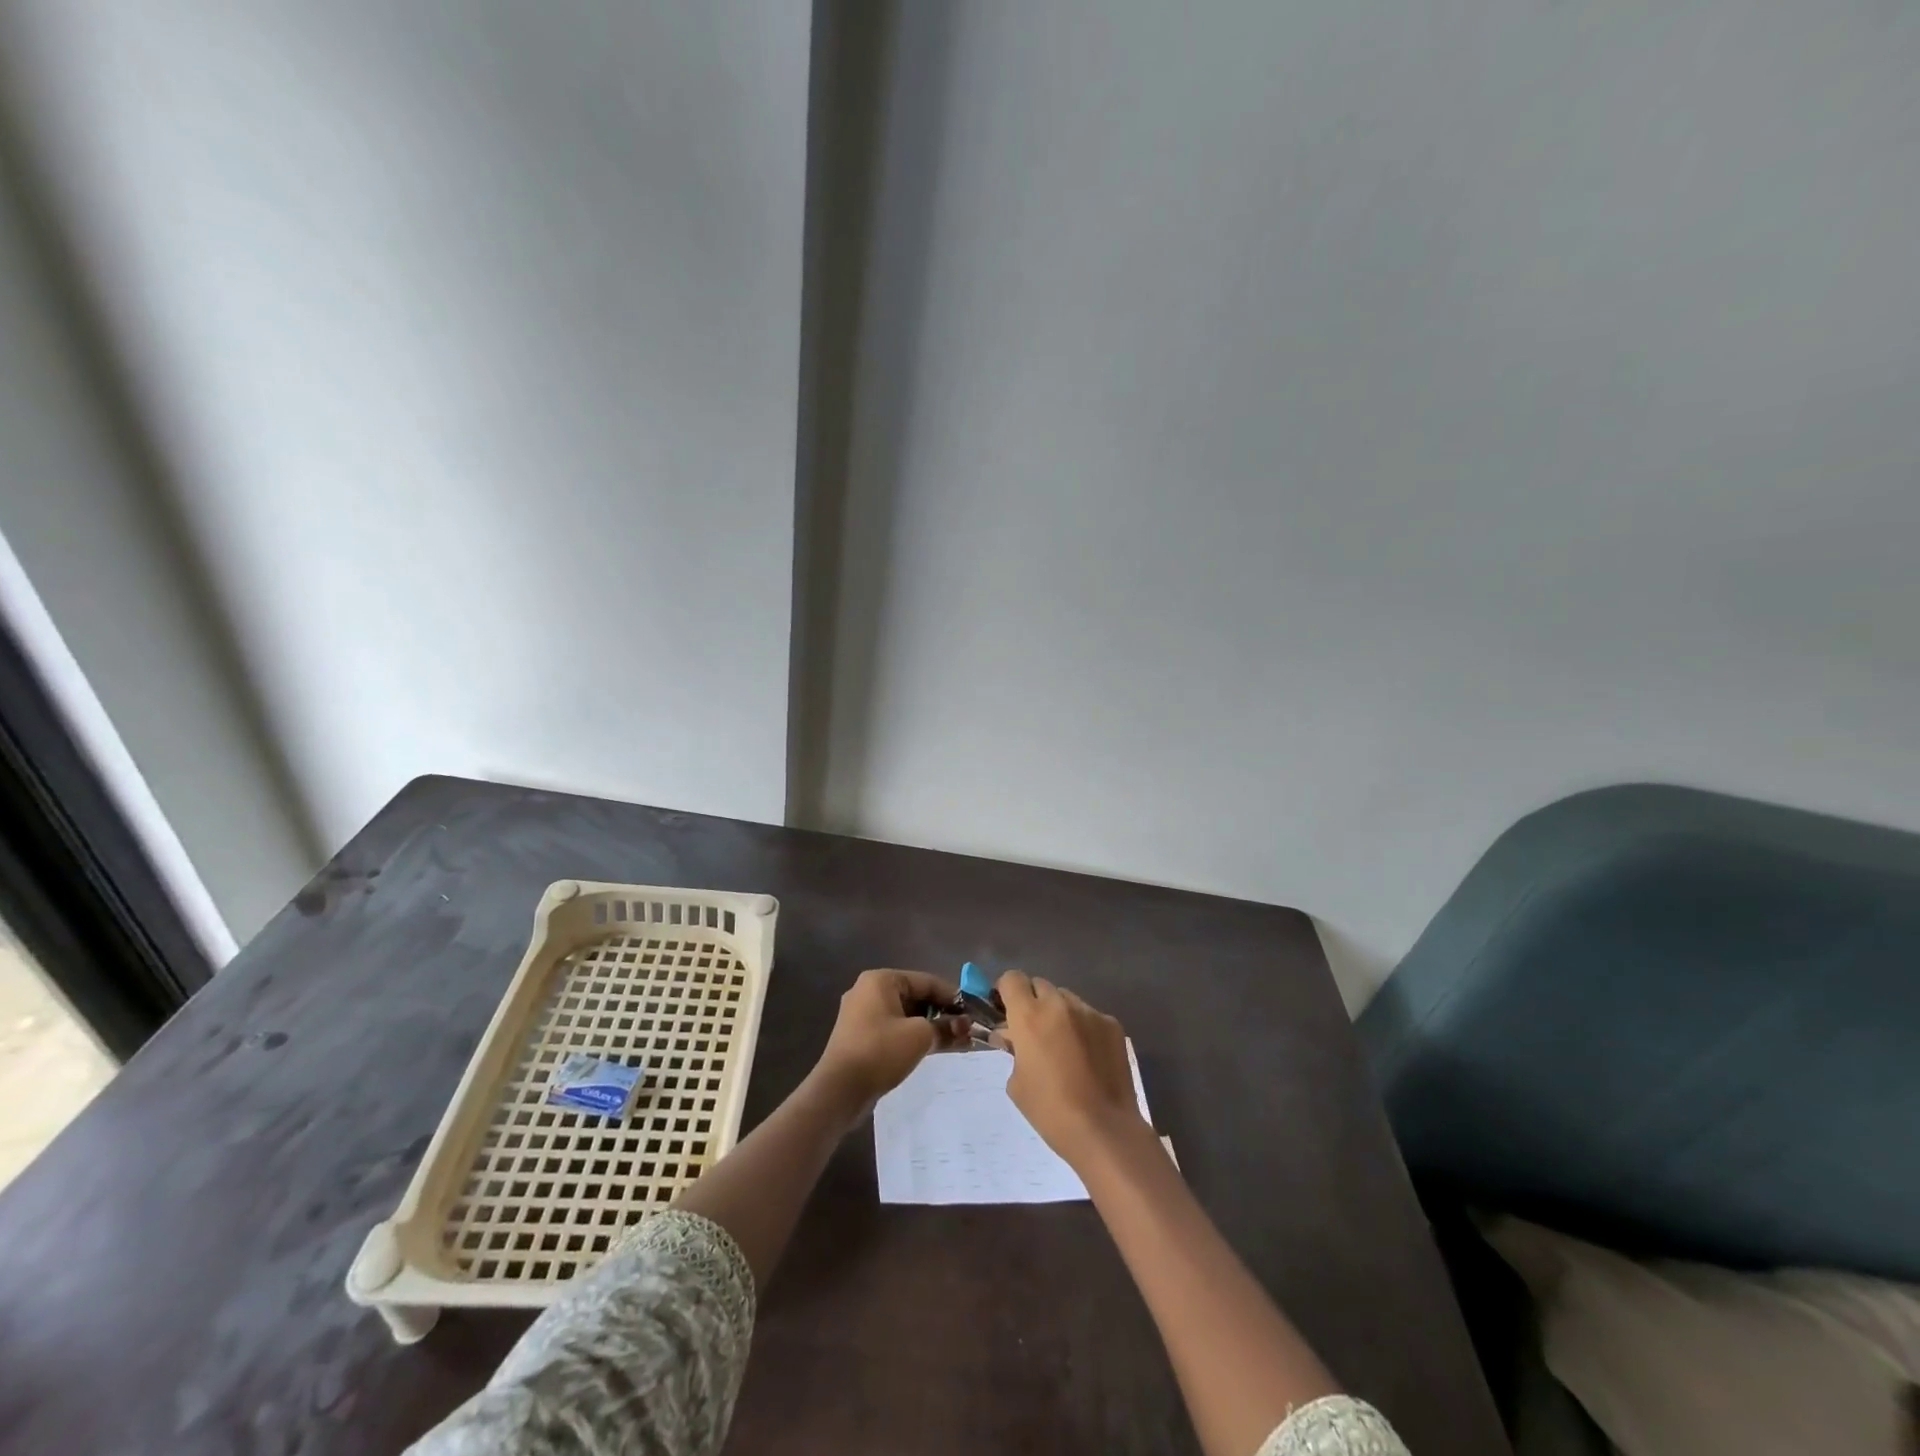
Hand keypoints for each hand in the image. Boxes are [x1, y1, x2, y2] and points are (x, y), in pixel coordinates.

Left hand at [812, 968, 963, 1119]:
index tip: (973, 1013)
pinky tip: (933, 1050)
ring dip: (930, 1027)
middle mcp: (868, 991)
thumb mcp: (920, 1036)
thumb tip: (966, 1027)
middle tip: (966, 1030)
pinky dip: (913, 1037)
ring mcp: (861, 1015)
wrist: (839, 1091)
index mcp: (880, 980)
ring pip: (905, 1015)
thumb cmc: (881, 1051)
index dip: (952, 996)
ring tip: (956, 1043)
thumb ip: (946, 1027)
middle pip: (915, 997)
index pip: (925, 981)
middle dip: (942, 1014)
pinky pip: (894, 1029)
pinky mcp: (859, 1037)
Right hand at [997, 970, 1150, 1167]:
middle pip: (1039, 985)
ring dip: (1059, 1013)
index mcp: (1029, 1016)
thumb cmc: (1050, 1110)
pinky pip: (1090, 1015)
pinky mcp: (1112, 1025)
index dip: (1006, 991)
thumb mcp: (1017, 1082)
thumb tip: (1012, 1037)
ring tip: (1064, 1045)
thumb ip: (1013, 1050)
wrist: (1104, 1129)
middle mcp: (1059, 1004)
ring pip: (1066, 999)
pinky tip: (1089, 1056)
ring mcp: (1089, 1012)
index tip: (1006, 1009)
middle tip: (1034, 1031)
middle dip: (1033, 1002)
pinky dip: (1084, 1028)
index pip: (1012, 979)